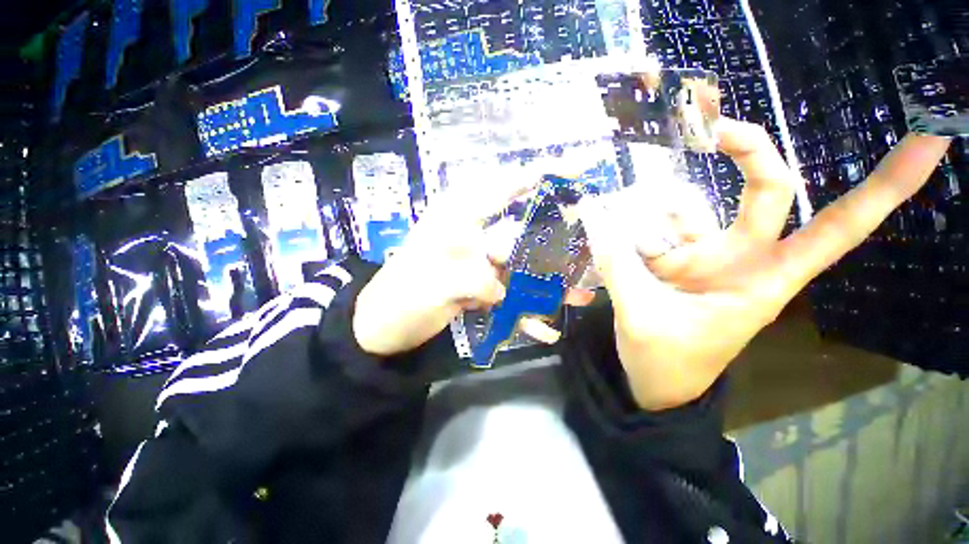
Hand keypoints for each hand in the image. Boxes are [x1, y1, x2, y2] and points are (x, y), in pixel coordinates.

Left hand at [354, 176, 594, 356]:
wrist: (379, 327)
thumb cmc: (401, 297)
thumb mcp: (439, 283)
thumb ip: (481, 281)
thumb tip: (504, 289)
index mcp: (459, 217)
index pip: (504, 186)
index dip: (540, 174)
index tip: (577, 167)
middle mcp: (473, 234)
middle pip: (522, 231)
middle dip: (555, 243)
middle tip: (588, 250)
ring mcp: (477, 262)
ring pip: (520, 266)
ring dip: (547, 284)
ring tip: (580, 295)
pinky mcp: (477, 286)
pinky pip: (507, 294)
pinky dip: (523, 312)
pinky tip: (544, 330)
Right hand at [579, 123, 951, 410]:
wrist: (653, 381)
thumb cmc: (666, 362)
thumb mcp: (641, 317)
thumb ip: (618, 266)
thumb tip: (594, 218)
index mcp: (761, 280)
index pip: (834, 229)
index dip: (882, 189)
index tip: (929, 140)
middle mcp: (739, 259)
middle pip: (764, 194)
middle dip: (749, 154)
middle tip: (714, 127)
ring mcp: (702, 258)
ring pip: (691, 210)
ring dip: (653, 206)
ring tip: (609, 212)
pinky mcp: (672, 261)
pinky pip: (655, 229)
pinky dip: (631, 223)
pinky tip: (604, 222)